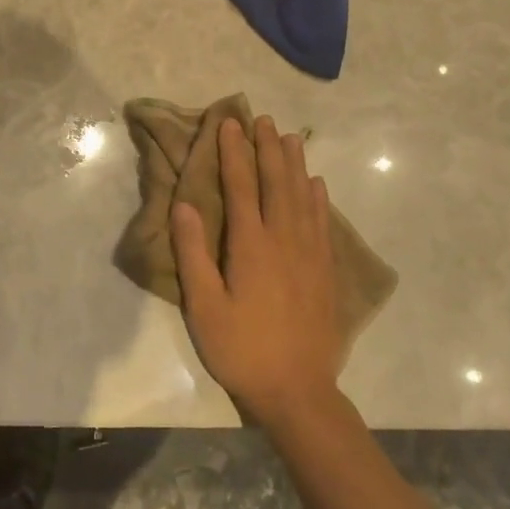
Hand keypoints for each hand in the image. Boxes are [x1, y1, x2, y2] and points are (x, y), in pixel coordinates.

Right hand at [173, 116, 343, 427]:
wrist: (298, 391)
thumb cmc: (242, 348)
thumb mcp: (204, 306)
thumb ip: (193, 253)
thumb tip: (184, 204)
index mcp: (251, 245)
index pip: (241, 185)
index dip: (234, 151)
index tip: (229, 122)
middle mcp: (284, 239)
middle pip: (276, 182)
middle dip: (267, 147)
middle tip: (262, 118)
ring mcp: (309, 253)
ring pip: (303, 196)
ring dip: (295, 164)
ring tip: (290, 136)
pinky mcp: (325, 270)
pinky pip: (322, 222)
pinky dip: (318, 197)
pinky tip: (316, 184)